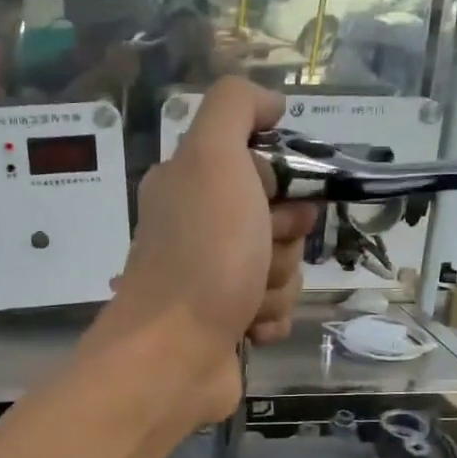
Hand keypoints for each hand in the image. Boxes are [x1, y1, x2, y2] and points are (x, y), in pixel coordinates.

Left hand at [101, 78, 317, 423]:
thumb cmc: (202, 253)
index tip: (271, 200)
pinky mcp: (226, 322)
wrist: (174, 354)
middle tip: (257, 254)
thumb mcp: (212, 157)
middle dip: (282, 239)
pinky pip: (275, 309)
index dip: (279, 182)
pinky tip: (247, 329)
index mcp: (190, 183)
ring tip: (245, 300)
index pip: (262, 165)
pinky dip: (270, 318)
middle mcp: (198, 227)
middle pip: (279, 219)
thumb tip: (270, 103)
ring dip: (276, 284)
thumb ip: (235, 108)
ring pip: (281, 267)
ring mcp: (211, 278)